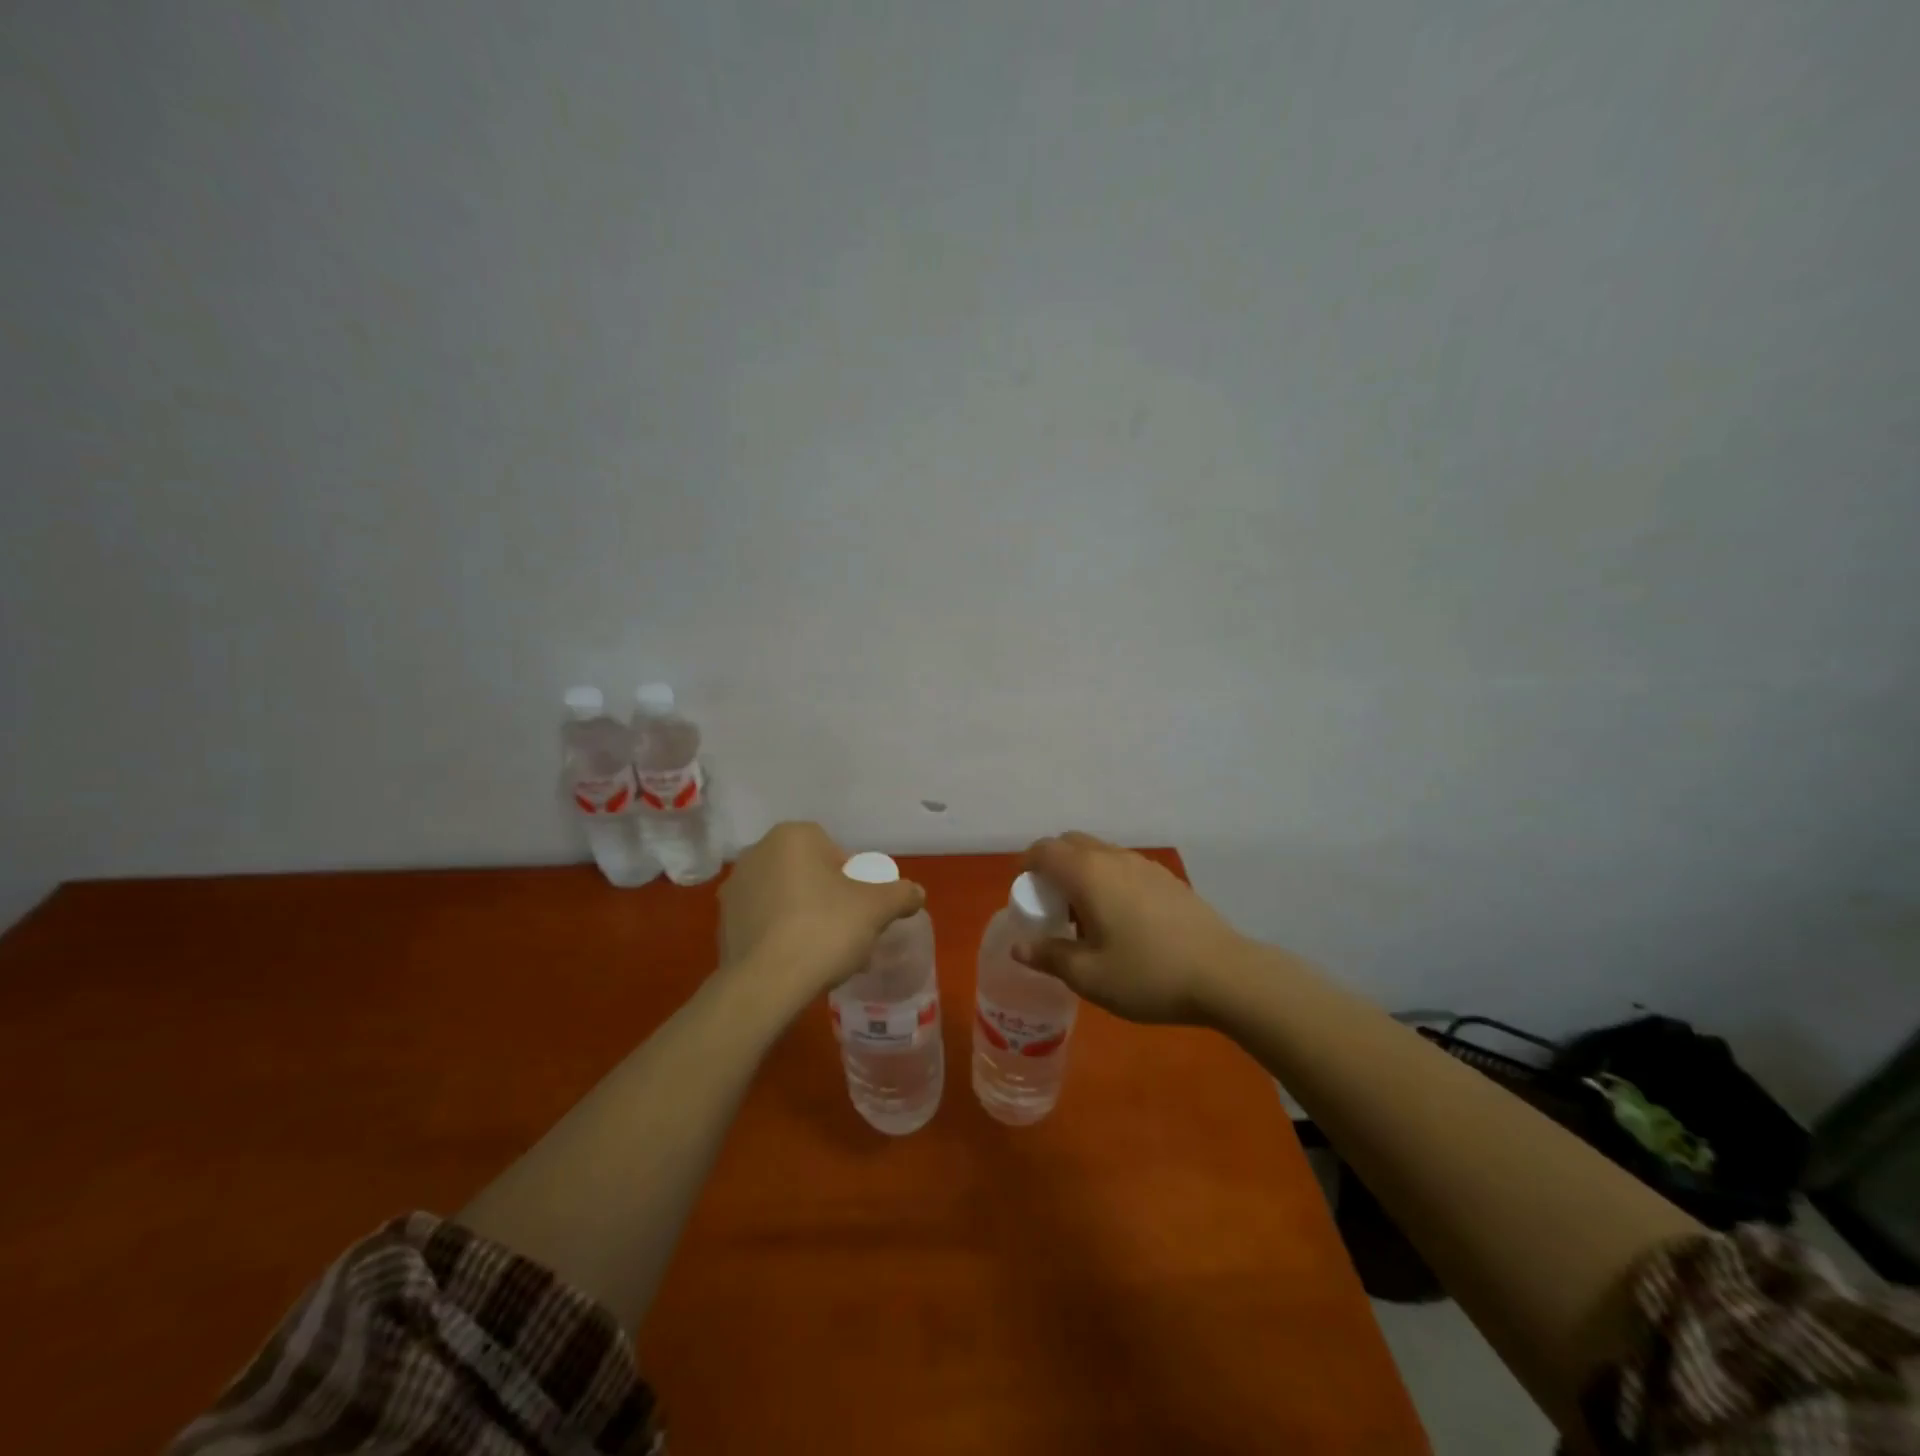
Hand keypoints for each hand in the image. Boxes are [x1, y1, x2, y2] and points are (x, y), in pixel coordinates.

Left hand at [719, 822, 924, 1003]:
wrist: (766, 984)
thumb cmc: (825, 930)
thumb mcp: (877, 909)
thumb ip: (900, 894)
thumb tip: (916, 893)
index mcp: (793, 837)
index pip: (835, 852)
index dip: (855, 880)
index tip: (862, 909)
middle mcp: (757, 853)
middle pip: (810, 873)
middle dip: (830, 898)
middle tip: (847, 931)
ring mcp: (735, 888)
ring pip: (786, 898)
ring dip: (805, 916)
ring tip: (824, 953)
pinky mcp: (722, 923)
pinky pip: (764, 922)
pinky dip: (781, 935)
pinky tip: (797, 962)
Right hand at [1014, 833, 1251, 1024]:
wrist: (1224, 975)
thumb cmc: (1147, 974)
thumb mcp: (1088, 976)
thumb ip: (1049, 956)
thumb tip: (1020, 946)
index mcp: (1087, 873)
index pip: (1043, 850)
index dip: (1026, 867)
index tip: (1025, 896)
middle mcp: (1114, 858)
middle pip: (1070, 844)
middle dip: (1052, 867)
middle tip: (1053, 906)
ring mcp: (1144, 865)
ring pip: (1099, 854)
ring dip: (1082, 873)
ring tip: (1087, 918)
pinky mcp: (1167, 878)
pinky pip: (1124, 867)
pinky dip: (1108, 880)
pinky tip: (1123, 922)